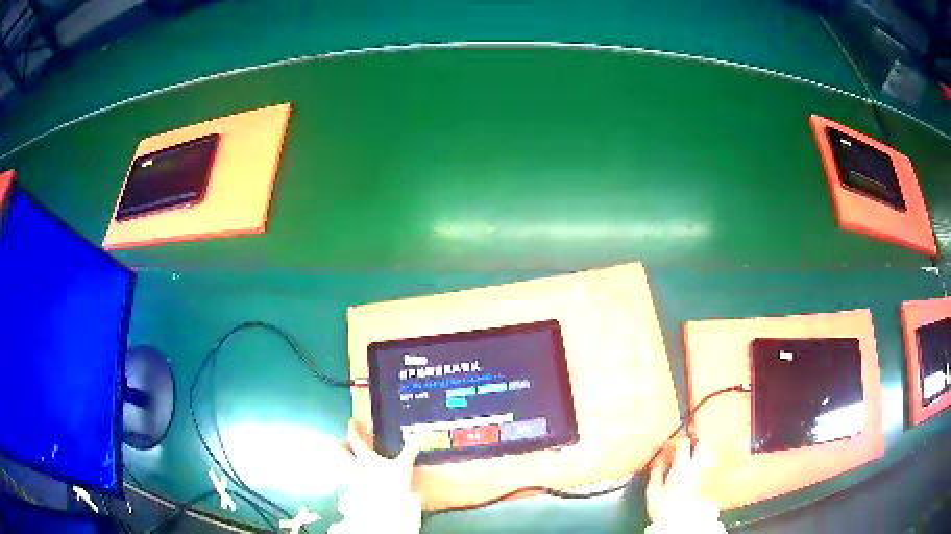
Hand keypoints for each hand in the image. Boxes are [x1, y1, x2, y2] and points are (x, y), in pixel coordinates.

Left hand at [328, 419, 421, 533]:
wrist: (384, 509)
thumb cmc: (393, 485)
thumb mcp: (404, 467)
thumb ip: (409, 451)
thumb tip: (417, 436)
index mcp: (365, 457)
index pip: (355, 439)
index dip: (353, 429)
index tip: (352, 422)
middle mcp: (354, 466)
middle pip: (337, 452)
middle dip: (340, 446)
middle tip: (347, 444)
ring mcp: (351, 479)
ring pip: (338, 465)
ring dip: (340, 461)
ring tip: (350, 461)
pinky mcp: (352, 490)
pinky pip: (344, 479)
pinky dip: (346, 476)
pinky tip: (355, 478)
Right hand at [645, 438, 724, 532]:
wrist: (684, 526)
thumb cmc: (667, 512)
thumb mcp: (653, 493)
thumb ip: (656, 474)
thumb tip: (657, 463)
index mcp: (682, 466)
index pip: (684, 442)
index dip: (678, 440)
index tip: (673, 445)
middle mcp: (699, 466)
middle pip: (703, 442)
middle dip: (697, 440)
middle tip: (690, 443)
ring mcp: (710, 473)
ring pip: (711, 452)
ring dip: (704, 451)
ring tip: (695, 458)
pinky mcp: (716, 481)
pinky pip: (714, 465)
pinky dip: (709, 464)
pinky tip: (701, 472)